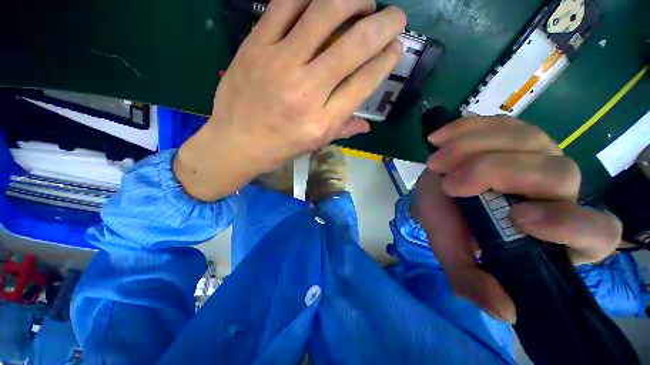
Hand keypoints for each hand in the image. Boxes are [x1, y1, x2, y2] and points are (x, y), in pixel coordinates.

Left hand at [175, 0, 405, 200]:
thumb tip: (368, 125)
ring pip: (324, 14)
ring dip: (352, 0)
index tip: (396, 48)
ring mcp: (280, 63)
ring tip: (364, 2)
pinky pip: (285, 5)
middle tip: (396, 17)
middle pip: (354, 45)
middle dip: (383, 25)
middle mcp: (307, 90)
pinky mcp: (256, 46)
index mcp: (323, 120)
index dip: (386, 60)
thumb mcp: (315, 144)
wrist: (236, 142)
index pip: (364, 82)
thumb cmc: (280, 148)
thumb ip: (343, 130)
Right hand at [412, 116, 622, 321]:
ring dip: (472, 148)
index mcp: (553, 232)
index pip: (597, 232)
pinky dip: (465, 128)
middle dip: (496, 173)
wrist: (432, 191)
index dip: (568, 223)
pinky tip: (439, 138)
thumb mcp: (452, 252)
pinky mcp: (513, 132)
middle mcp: (559, 190)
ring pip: (528, 140)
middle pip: (559, 173)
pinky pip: (499, 122)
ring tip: (436, 161)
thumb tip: (507, 312)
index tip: (515, 218)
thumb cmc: (446, 222)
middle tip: (449, 182)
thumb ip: (472, 281)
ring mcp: (540, 153)